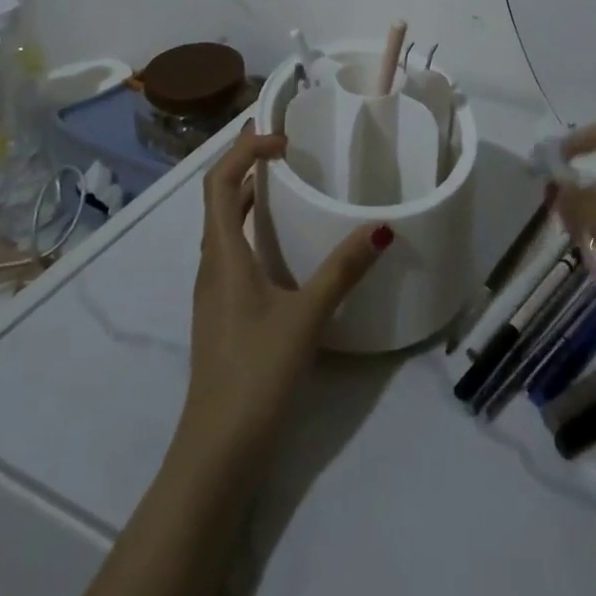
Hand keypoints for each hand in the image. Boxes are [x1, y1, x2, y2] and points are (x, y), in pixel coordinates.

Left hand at [175, 131, 391, 472]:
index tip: (284, 141)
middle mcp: (212, 263)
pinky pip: (233, 250)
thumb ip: (343, 269)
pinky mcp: (224, 311)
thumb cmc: (255, 373)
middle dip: (246, 162)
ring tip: (286, 181)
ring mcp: (214, 290)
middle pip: (219, 197)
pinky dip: (254, 228)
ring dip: (249, 195)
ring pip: (225, 225)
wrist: (216, 454)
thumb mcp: (306, 317)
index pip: (220, 181)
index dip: (245, 150)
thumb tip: (382, 227)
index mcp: (223, 254)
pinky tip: (284, 243)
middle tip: (283, 143)